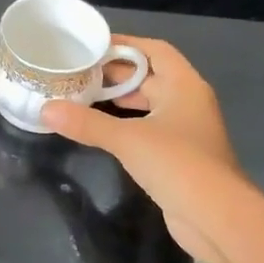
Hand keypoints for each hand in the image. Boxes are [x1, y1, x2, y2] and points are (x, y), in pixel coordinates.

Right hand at [42, 38, 241, 262]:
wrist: (217, 218)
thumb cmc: (178, 164)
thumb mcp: (128, 139)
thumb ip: (86, 123)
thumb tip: (45, 109)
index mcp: (184, 86)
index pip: (154, 50)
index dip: (125, 44)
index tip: (91, 45)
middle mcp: (188, 102)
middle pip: (149, 77)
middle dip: (115, 74)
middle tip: (77, 73)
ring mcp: (185, 131)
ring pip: (148, 105)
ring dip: (119, 101)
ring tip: (82, 98)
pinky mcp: (179, 157)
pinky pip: (148, 130)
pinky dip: (125, 125)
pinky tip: (101, 131)